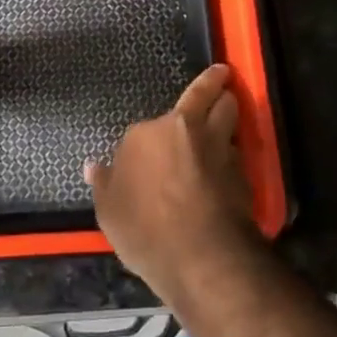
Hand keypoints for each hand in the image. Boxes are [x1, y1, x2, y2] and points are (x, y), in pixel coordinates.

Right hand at [85, 63, 258, 302]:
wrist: (203, 257)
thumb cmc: (147, 230)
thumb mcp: (110, 213)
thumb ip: (104, 185)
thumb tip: (92, 166)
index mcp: (147, 134)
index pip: (148, 125)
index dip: (151, 135)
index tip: (151, 144)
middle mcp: (184, 129)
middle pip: (205, 94)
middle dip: (213, 86)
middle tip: (221, 78)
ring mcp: (218, 147)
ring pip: (230, 114)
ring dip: (229, 110)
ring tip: (228, 107)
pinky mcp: (243, 170)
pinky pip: (239, 151)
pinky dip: (235, 151)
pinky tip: (232, 162)